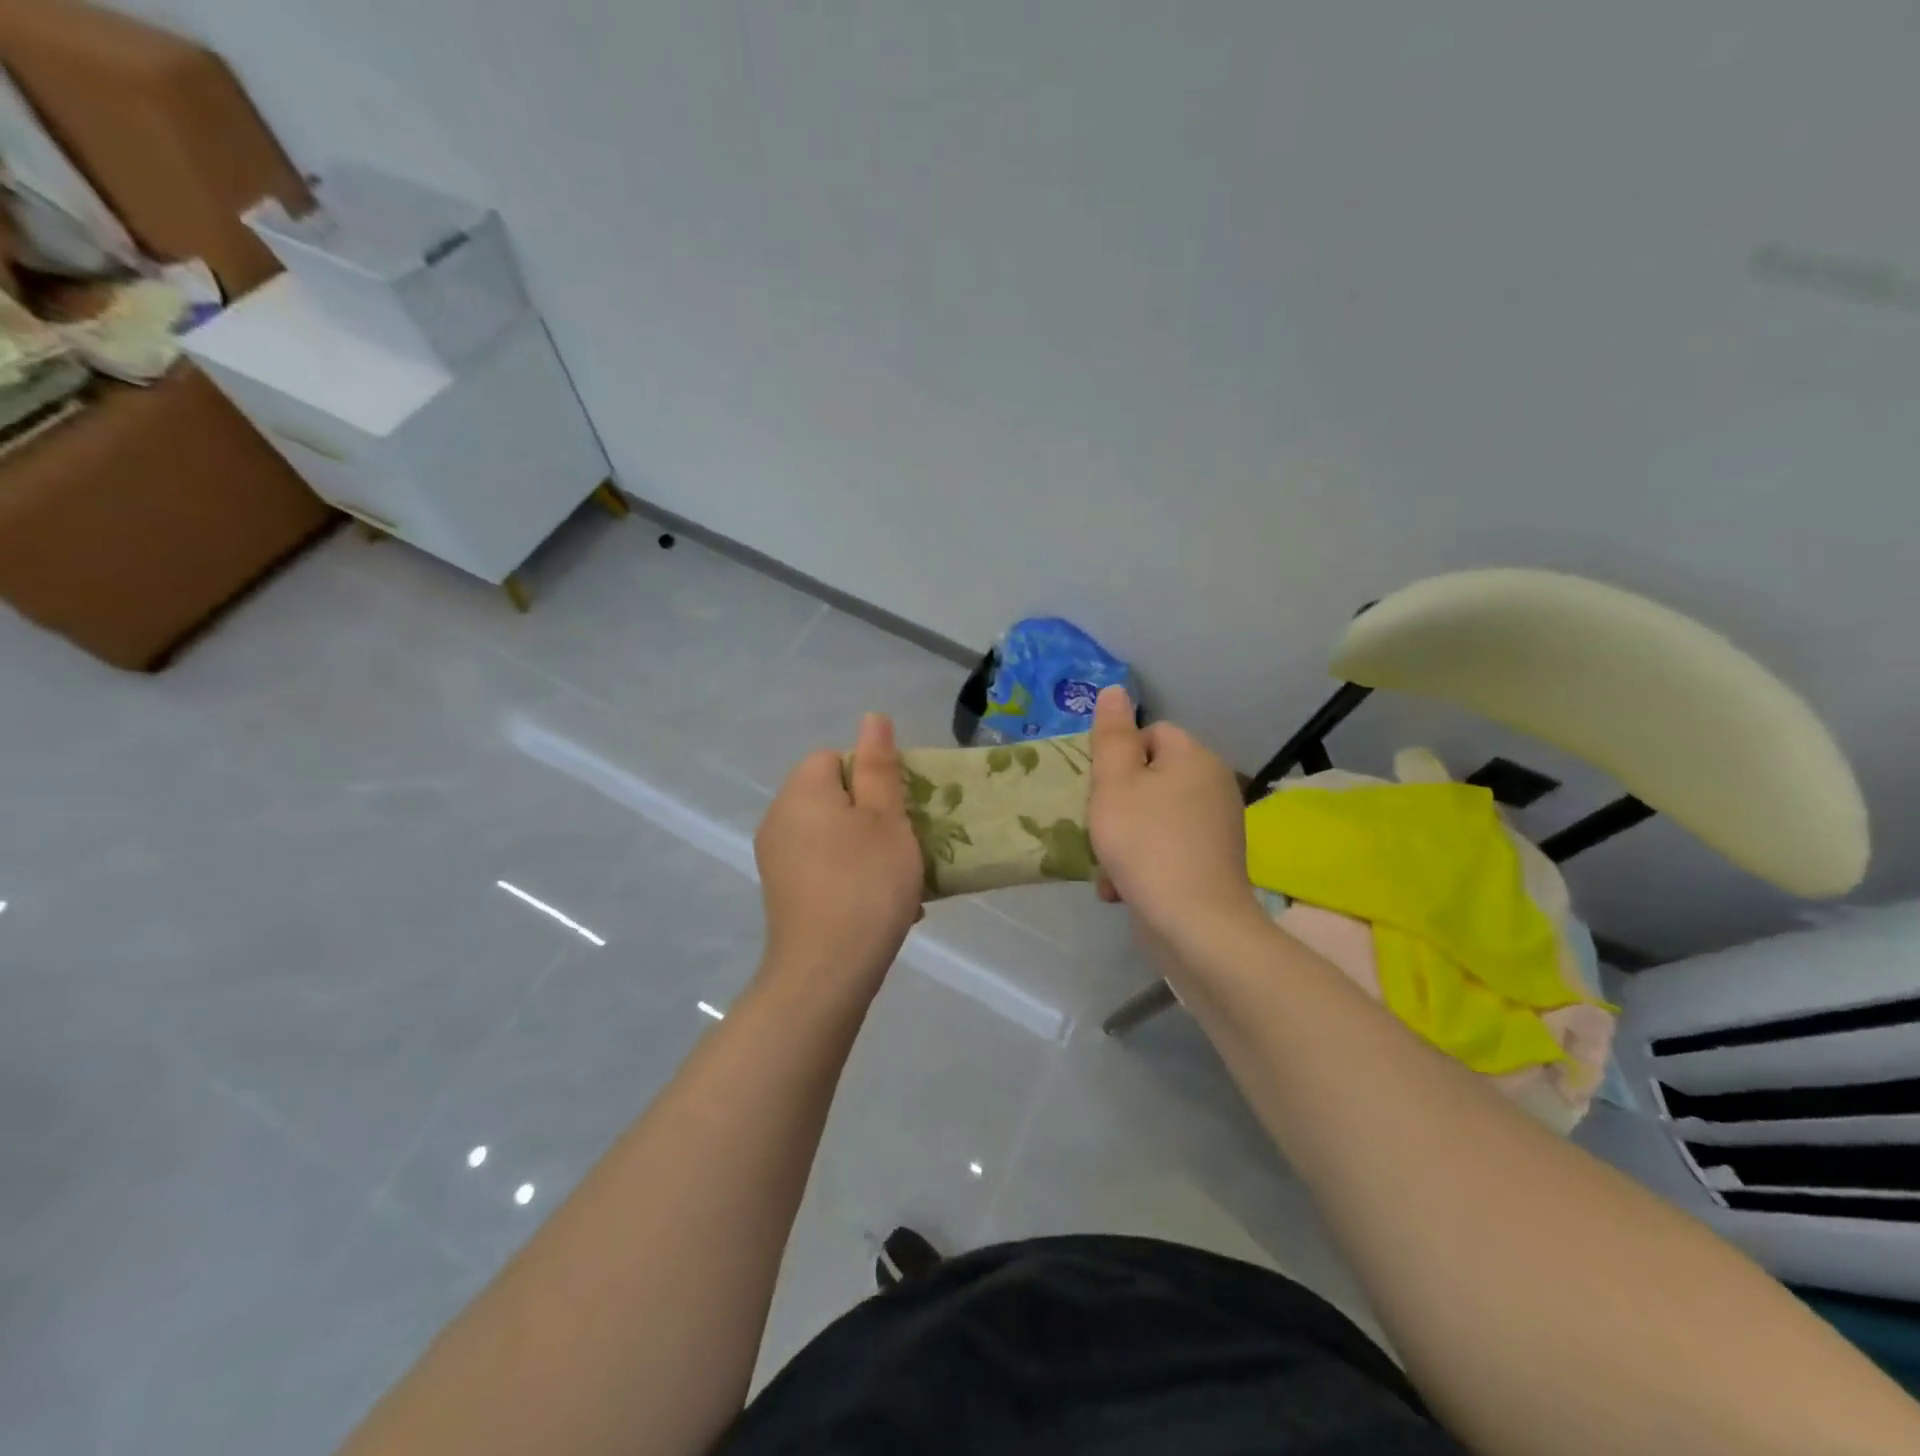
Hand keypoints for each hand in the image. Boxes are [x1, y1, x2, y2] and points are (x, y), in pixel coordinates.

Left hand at [754, 713, 924, 996]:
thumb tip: (871, 718)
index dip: (871, 776)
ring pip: (831, 834)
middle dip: (871, 814)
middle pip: (832, 796)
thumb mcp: (886, 818)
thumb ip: (878, 766)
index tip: (897, 809)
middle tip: (904, 844)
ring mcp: (776, 858)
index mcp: (802, 791)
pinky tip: (877, 904)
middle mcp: (779, 817)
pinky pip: (822, 865)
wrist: (827, 971)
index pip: (835, 757)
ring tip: (898, 879)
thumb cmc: (866, 883)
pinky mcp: (783, 891)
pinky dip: (849, 874)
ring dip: (865, 847)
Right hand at [1087, 686, 1258, 939]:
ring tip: (1108, 867)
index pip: (1151, 733)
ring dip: (1124, 838)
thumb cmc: (1147, 843)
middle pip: (1150, 777)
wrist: (1194, 924)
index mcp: (1195, 757)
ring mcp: (1217, 826)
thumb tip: (1115, 690)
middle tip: (1100, 828)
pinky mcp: (1213, 862)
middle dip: (1118, 804)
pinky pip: (1167, 847)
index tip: (1101, 790)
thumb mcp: (1115, 783)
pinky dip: (1143, 862)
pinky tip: (1122, 887)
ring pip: (1154, 816)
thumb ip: (1112, 735)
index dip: (1119, 757)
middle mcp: (1214, 785)